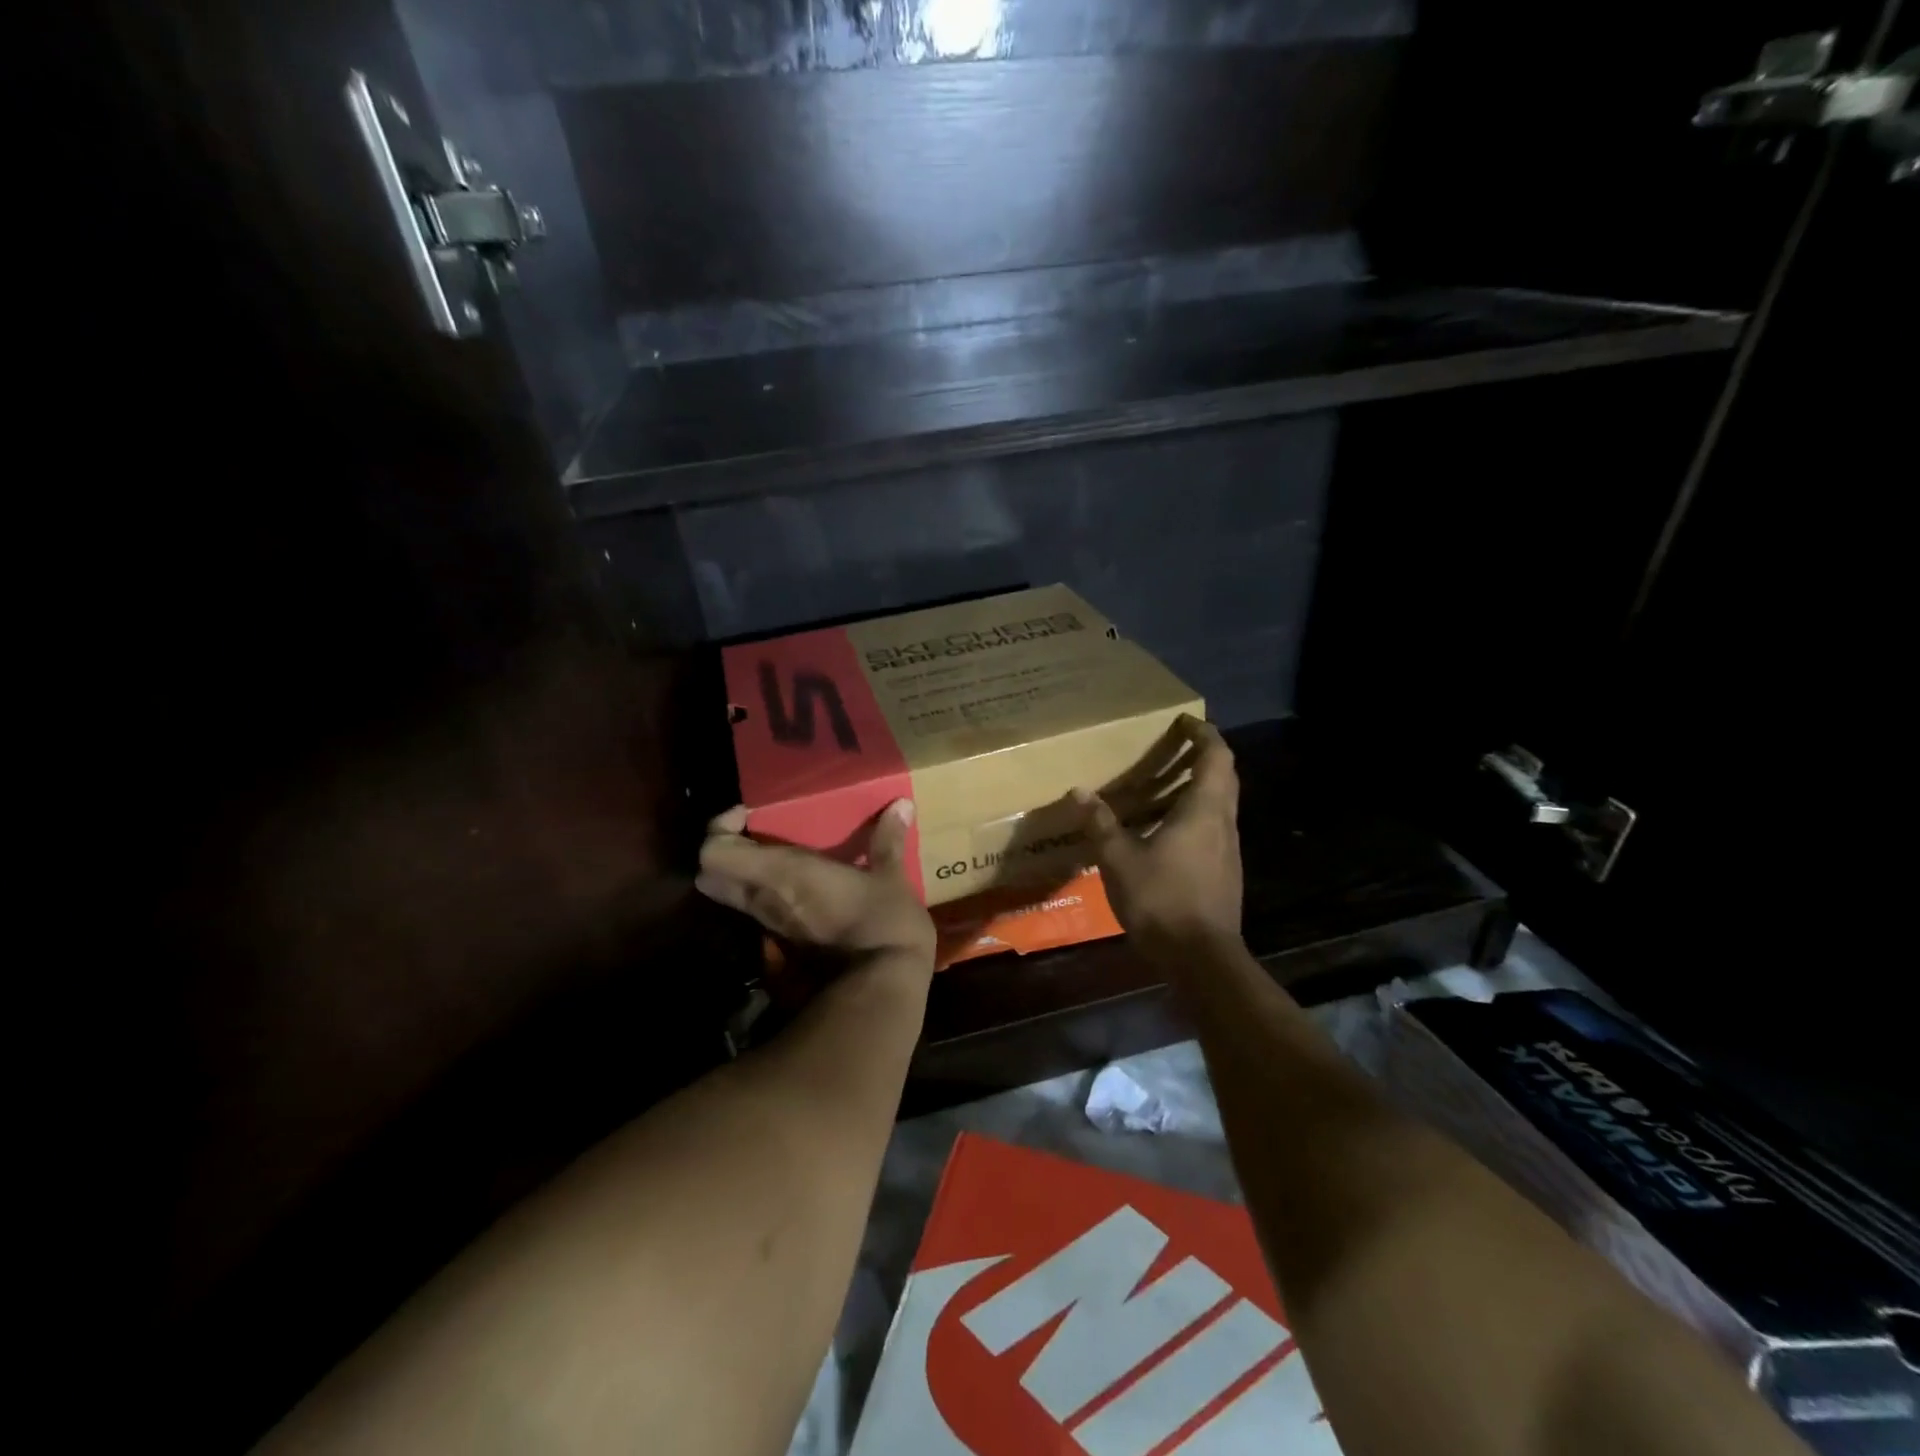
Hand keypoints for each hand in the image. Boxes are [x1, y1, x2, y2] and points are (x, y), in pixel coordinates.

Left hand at [696, 801, 936, 973]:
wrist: (885, 990)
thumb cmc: (884, 924)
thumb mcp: (892, 877)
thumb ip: (888, 840)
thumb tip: (902, 804)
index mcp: (781, 872)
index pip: (713, 853)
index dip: (719, 829)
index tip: (747, 816)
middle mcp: (764, 898)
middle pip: (710, 877)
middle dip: (725, 853)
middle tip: (757, 836)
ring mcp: (771, 927)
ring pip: (733, 898)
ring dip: (745, 876)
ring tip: (784, 858)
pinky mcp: (785, 947)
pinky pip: (760, 914)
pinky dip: (767, 898)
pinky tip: (802, 890)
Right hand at [1068, 715, 1242, 958]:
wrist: (1201, 958)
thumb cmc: (1162, 900)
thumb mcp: (1119, 860)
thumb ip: (1101, 824)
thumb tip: (1079, 792)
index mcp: (1204, 811)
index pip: (1216, 757)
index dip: (1204, 734)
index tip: (1186, 721)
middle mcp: (1223, 824)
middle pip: (1225, 777)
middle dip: (1205, 755)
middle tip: (1175, 746)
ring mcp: (1228, 850)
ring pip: (1222, 804)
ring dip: (1202, 786)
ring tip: (1166, 784)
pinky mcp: (1225, 872)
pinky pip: (1215, 827)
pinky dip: (1197, 814)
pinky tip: (1169, 830)